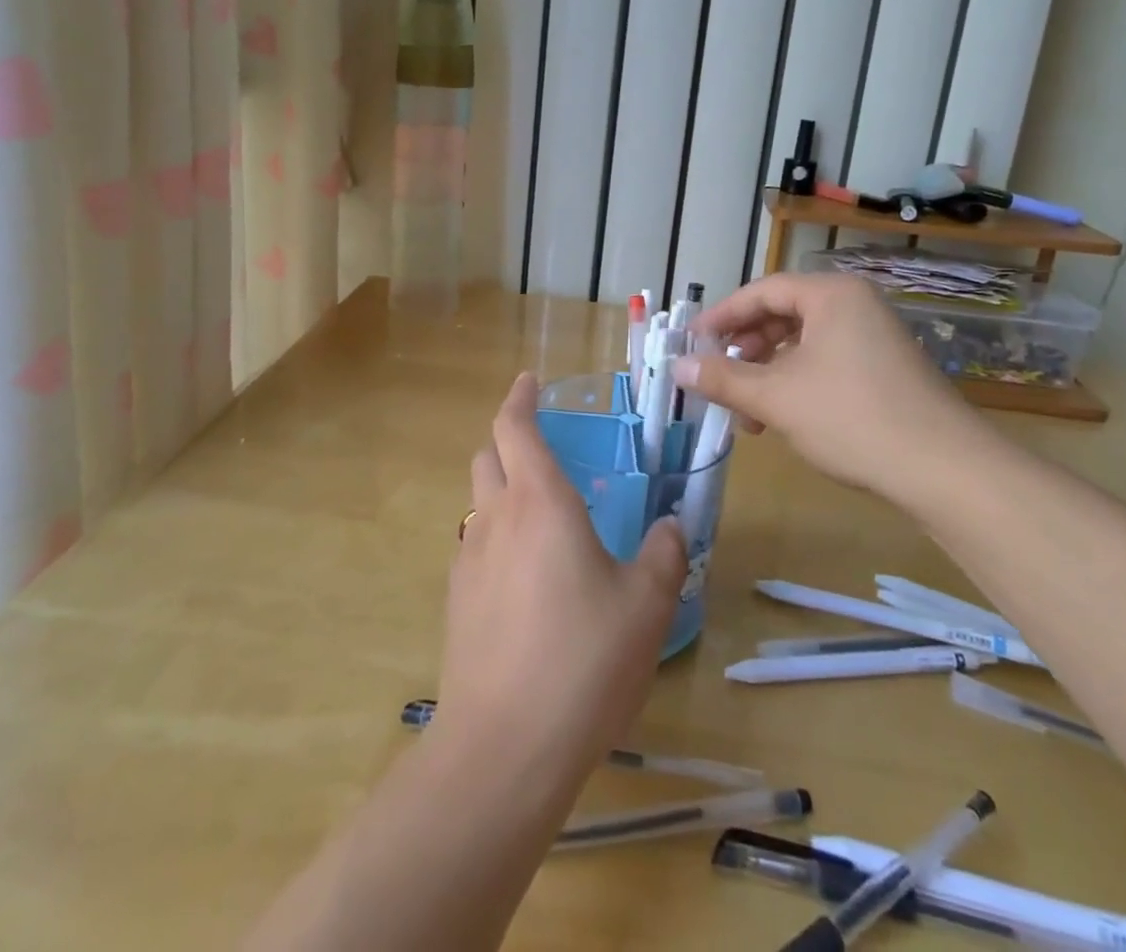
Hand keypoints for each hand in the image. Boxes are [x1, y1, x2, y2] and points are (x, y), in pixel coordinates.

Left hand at [437, 374, 685, 782]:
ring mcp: (469, 559)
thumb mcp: (645, 606)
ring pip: (479, 501)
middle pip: (487, 456)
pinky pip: (476, 546)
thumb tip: (669, 525)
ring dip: (502, 490)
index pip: (513, 426)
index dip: (519, 398)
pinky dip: (496, 538)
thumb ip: (662, 555)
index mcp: (540, 501)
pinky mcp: (457, 600)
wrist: (505, 745)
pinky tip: (525, 579)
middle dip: (509, 440)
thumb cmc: (583, 659)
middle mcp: (496, 517)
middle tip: (544, 450)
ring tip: (542, 518)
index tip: (529, 380)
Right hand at [672, 273, 990, 509]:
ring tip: (746, 411)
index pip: (762, 291)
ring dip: (767, 373)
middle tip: (717, 375)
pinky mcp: (885, 370)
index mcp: (831, 295)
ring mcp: (875, 338)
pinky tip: (781, 418)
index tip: (692, 341)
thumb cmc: (852, 418)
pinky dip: (796, 384)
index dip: (721, 315)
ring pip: (803, 344)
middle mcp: (855, 306)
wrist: (946, 471)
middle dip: (744, 349)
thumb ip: (722, 379)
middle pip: (782, 315)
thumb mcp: (776, 397)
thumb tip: (676, 366)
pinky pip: (826, 362)